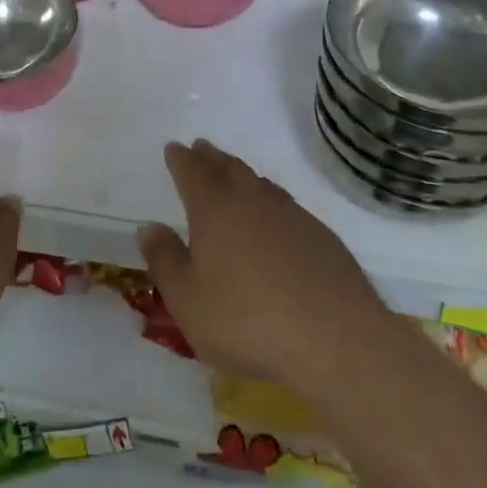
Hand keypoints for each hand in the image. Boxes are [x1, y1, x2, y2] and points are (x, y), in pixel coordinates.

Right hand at [137, 139, 386, 393]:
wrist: (336, 340)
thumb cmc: (248, 321)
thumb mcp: (188, 300)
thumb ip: (165, 260)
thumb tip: (150, 226)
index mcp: (214, 210)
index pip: (192, 172)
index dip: (180, 159)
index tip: (174, 148)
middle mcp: (252, 201)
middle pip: (227, 168)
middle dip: (211, 157)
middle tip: (201, 148)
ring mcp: (291, 215)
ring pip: (259, 183)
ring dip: (241, 173)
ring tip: (233, 172)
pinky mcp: (321, 236)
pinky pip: (285, 204)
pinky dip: (270, 199)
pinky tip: (274, 215)